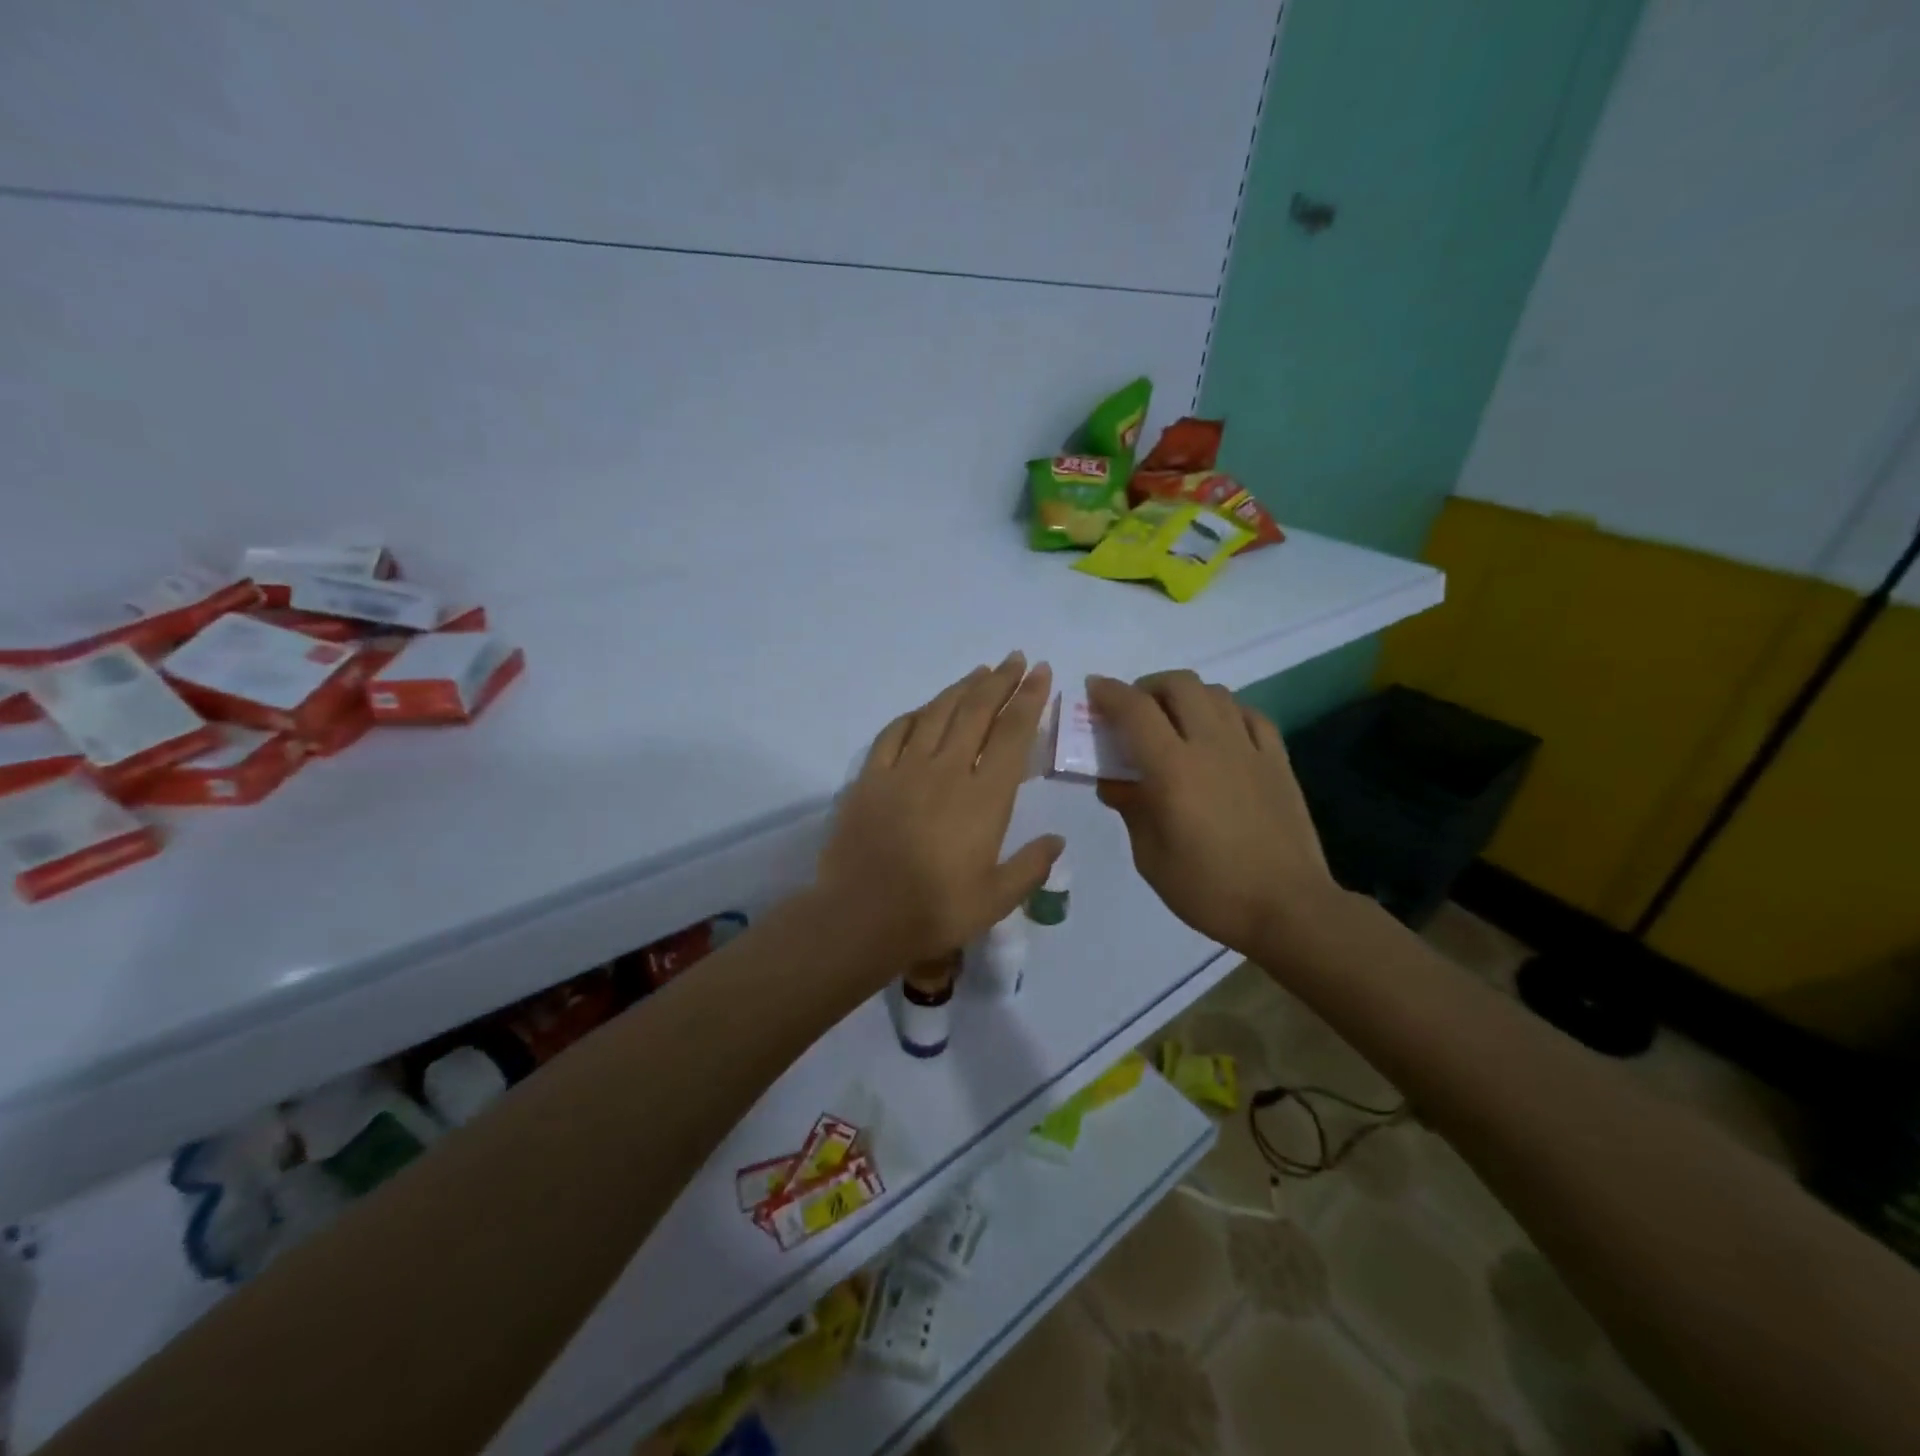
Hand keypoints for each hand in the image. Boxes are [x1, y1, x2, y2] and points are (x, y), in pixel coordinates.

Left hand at [818, 652, 1062, 967]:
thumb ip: (1031, 866)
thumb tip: (1058, 840)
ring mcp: (904, 770)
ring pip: (937, 714)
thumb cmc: (935, 911)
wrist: (862, 916)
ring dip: (961, 689)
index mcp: (984, 797)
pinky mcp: (870, 778)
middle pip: (976, 712)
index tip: (1040, 672)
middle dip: (1000, 681)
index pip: (1013, 735)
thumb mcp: (996, 899)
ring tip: (979, 672)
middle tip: (1014, 659)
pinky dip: (914, 715)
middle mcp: (946, 771)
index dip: (1029, 699)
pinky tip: (923, 710)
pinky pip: (894, 733)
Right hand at [1088, 669, 1337, 955]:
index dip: (1109, 693)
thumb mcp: (1151, 857)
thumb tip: (1115, 781)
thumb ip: (1131, 808)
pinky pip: (1250, 715)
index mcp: (1173, 768)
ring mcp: (1249, 749)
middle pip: (1179, 685)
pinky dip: (1226, 711)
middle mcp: (1211, 745)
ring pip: (1216, 693)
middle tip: (1135, 711)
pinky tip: (1219, 732)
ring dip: (1186, 695)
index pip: (1135, 710)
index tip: (1093, 690)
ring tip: (1174, 721)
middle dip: (1148, 687)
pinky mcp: (1278, 761)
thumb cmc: (1209, 889)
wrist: (1288, 908)